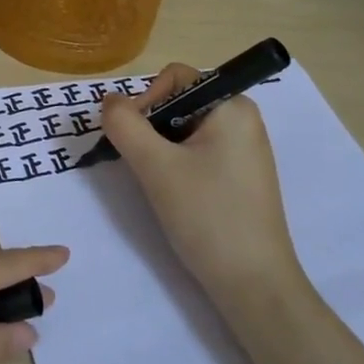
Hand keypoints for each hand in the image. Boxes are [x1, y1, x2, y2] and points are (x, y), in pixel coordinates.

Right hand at [100, 63, 298, 291]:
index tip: (132, 139)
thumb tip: (109, 100)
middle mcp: (242, 119)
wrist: (253, 285)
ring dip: (160, 148)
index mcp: (232, 106)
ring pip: (183, 129)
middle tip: (142, 164)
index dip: (145, 101)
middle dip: (150, 127)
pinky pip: (197, 151)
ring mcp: (243, 148)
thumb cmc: (207, 216)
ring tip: (157, 182)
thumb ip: (124, 124)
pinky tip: (174, 193)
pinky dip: (176, 163)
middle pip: (178, 101)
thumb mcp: (155, 166)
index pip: (174, 78)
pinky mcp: (239, 175)